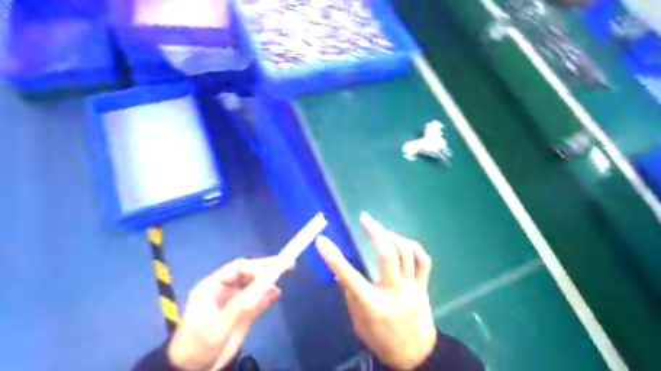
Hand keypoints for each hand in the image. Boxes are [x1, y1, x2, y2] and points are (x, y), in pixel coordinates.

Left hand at [169, 257, 286, 369]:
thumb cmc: (200, 346)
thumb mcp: (220, 326)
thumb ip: (243, 305)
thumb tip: (267, 286)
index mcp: (212, 286)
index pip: (237, 268)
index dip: (255, 269)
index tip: (270, 277)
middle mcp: (223, 289)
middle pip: (247, 272)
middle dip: (265, 267)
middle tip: (286, 264)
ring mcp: (232, 300)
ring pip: (253, 284)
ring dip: (268, 280)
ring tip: (285, 274)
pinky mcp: (240, 312)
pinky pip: (255, 299)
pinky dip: (266, 295)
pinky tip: (276, 293)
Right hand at [315, 213, 437, 368]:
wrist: (415, 354)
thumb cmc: (381, 339)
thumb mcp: (358, 322)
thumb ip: (350, 295)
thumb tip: (340, 272)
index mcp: (372, 305)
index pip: (349, 277)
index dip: (334, 258)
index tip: (322, 240)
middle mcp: (393, 293)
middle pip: (387, 255)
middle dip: (375, 232)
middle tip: (365, 219)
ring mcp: (412, 288)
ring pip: (407, 253)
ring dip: (393, 236)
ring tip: (382, 231)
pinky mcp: (424, 286)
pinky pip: (423, 260)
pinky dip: (413, 246)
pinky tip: (402, 242)